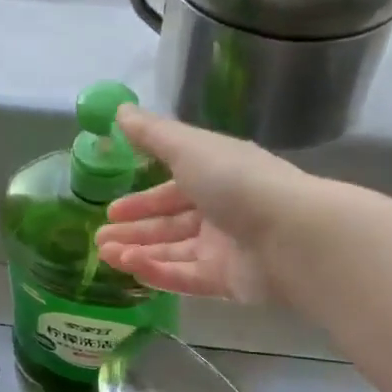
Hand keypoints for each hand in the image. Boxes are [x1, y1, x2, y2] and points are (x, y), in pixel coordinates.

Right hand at [96, 106, 320, 304]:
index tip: (112, 208)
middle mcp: (221, 210)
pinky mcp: (227, 281)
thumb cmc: (236, 182)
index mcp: (217, 174)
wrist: (291, 236)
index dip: (142, 198)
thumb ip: (152, 133)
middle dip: (135, 229)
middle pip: (171, 223)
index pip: (174, 188)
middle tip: (100, 238)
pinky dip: (157, 273)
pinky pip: (185, 277)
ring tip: (105, 254)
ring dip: (138, 251)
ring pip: (174, 251)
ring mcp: (225, 248)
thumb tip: (120, 110)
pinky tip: (130, 269)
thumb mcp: (188, 148)